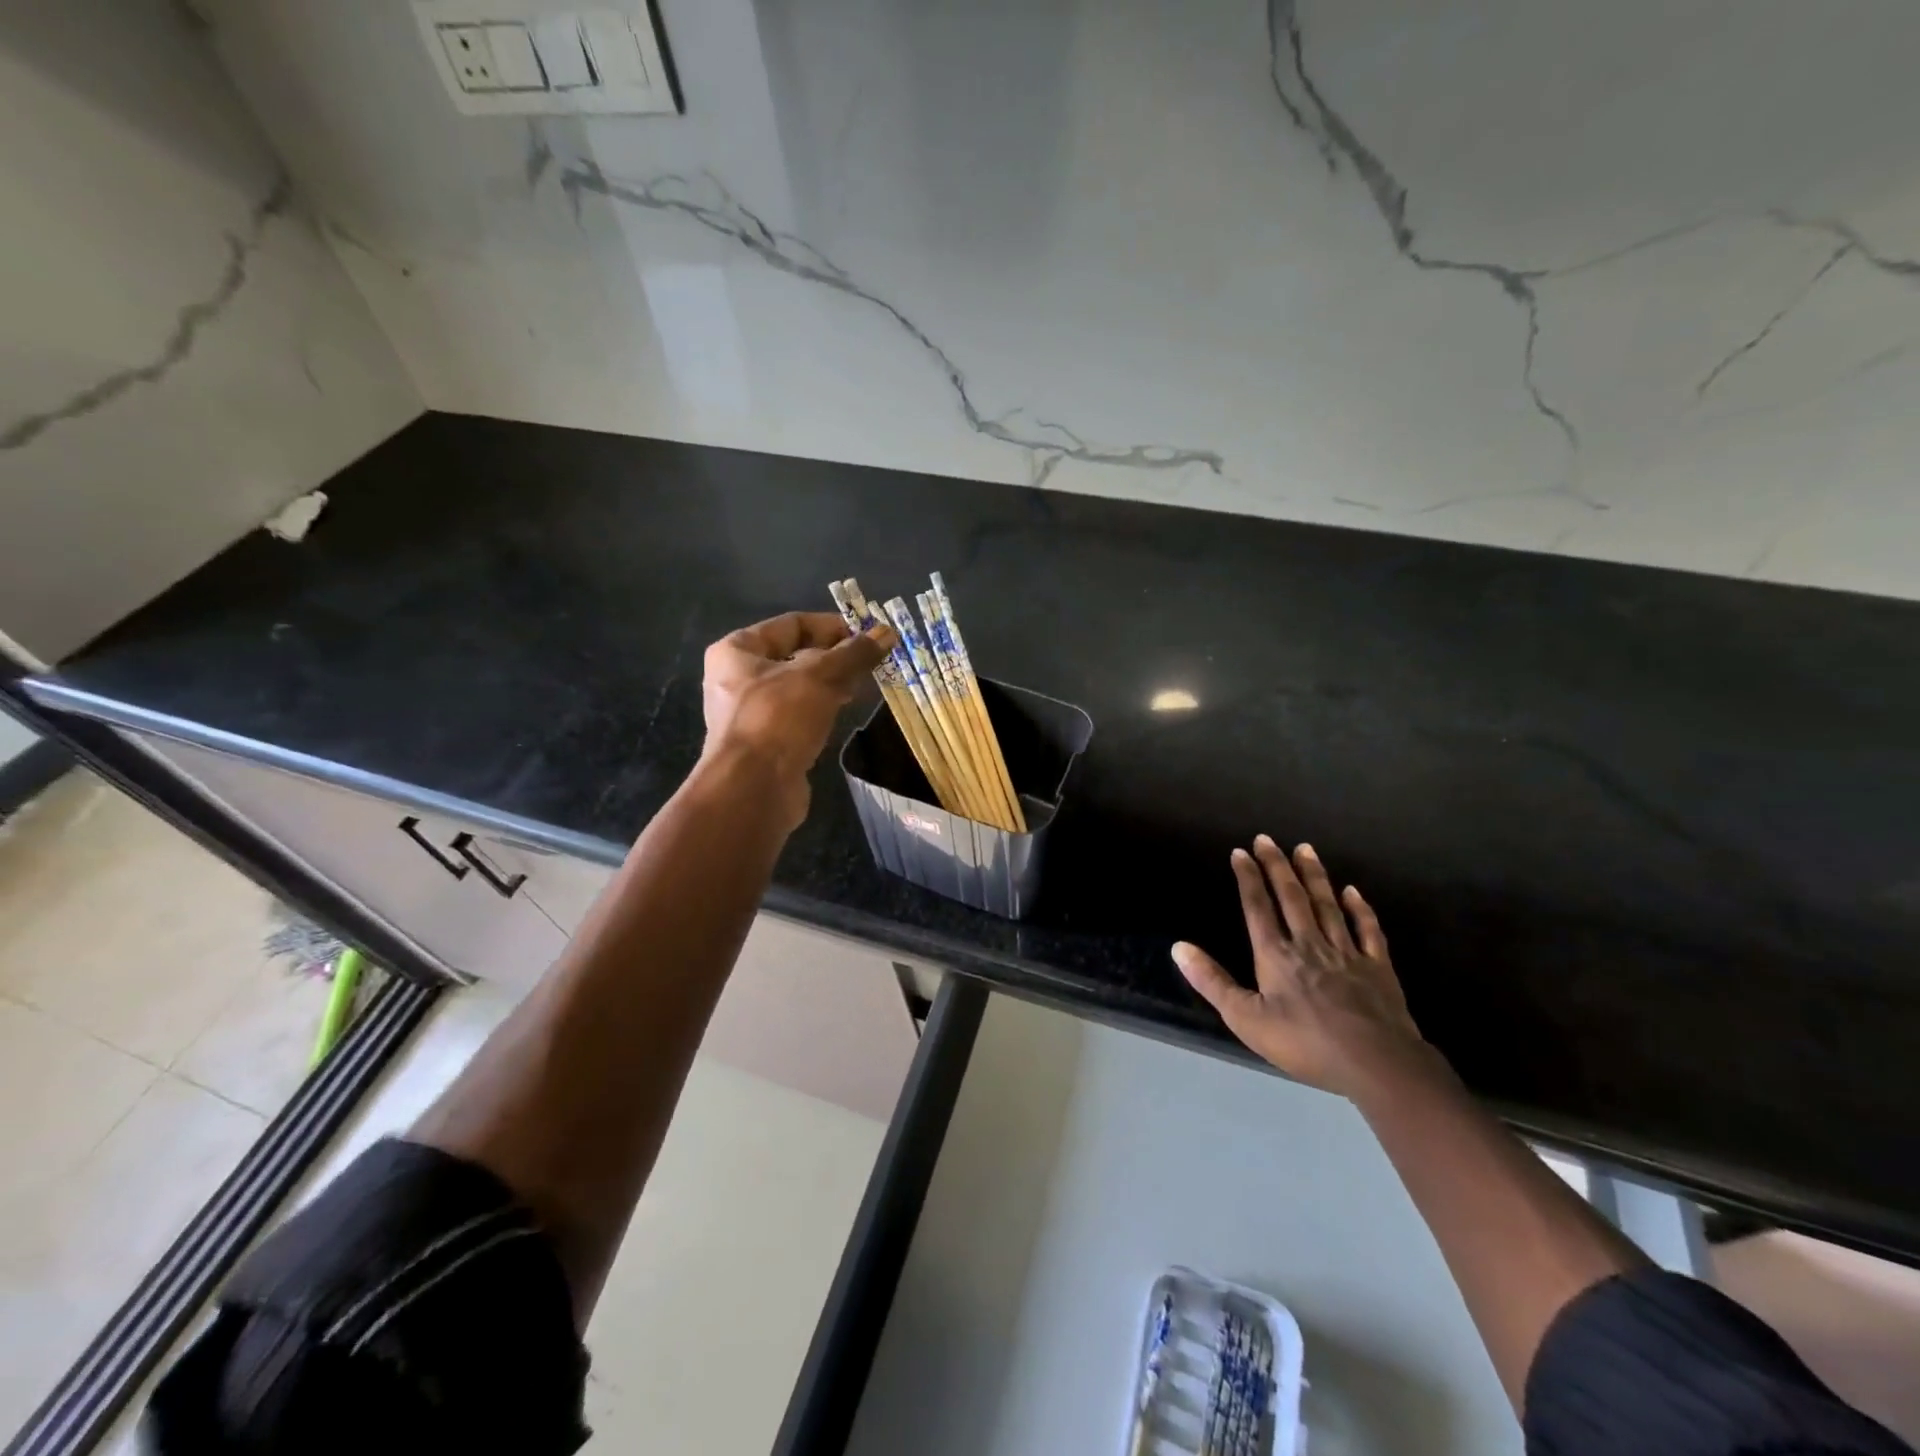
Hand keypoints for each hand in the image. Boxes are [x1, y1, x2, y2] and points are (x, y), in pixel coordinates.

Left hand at [700, 611, 894, 829]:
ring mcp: (750, 713)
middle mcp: (736, 678)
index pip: (791, 624)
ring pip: (798, 687)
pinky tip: (845, 711)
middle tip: (871, 661)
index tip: (867, 635)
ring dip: (831, 683)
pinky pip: (798, 714)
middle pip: (794, 655)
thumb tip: (886, 632)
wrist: (753, 789)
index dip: (831, 626)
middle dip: (835, 656)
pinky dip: (822, 708)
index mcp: (737, 651)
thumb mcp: (820, 676)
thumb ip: (854, 653)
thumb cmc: (779, 718)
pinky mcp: (766, 742)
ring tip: (865, 684)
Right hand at [1173, 836, 1438, 1102]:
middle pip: (1291, 897)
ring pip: (1327, 906)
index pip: (1257, 907)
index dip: (1248, 878)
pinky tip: (1353, 892)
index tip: (1240, 852)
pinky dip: (1360, 909)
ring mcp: (1346, 953)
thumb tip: (1178, 947)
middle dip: (1277, 866)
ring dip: (1314, 876)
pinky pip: (1367, 930)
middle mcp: (1308, 944)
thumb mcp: (1246, 1019)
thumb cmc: (1304, 1043)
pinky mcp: (1377, 968)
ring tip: (1305, 849)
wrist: (1376, 1064)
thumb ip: (1212, 981)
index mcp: (1276, 955)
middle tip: (1267, 839)